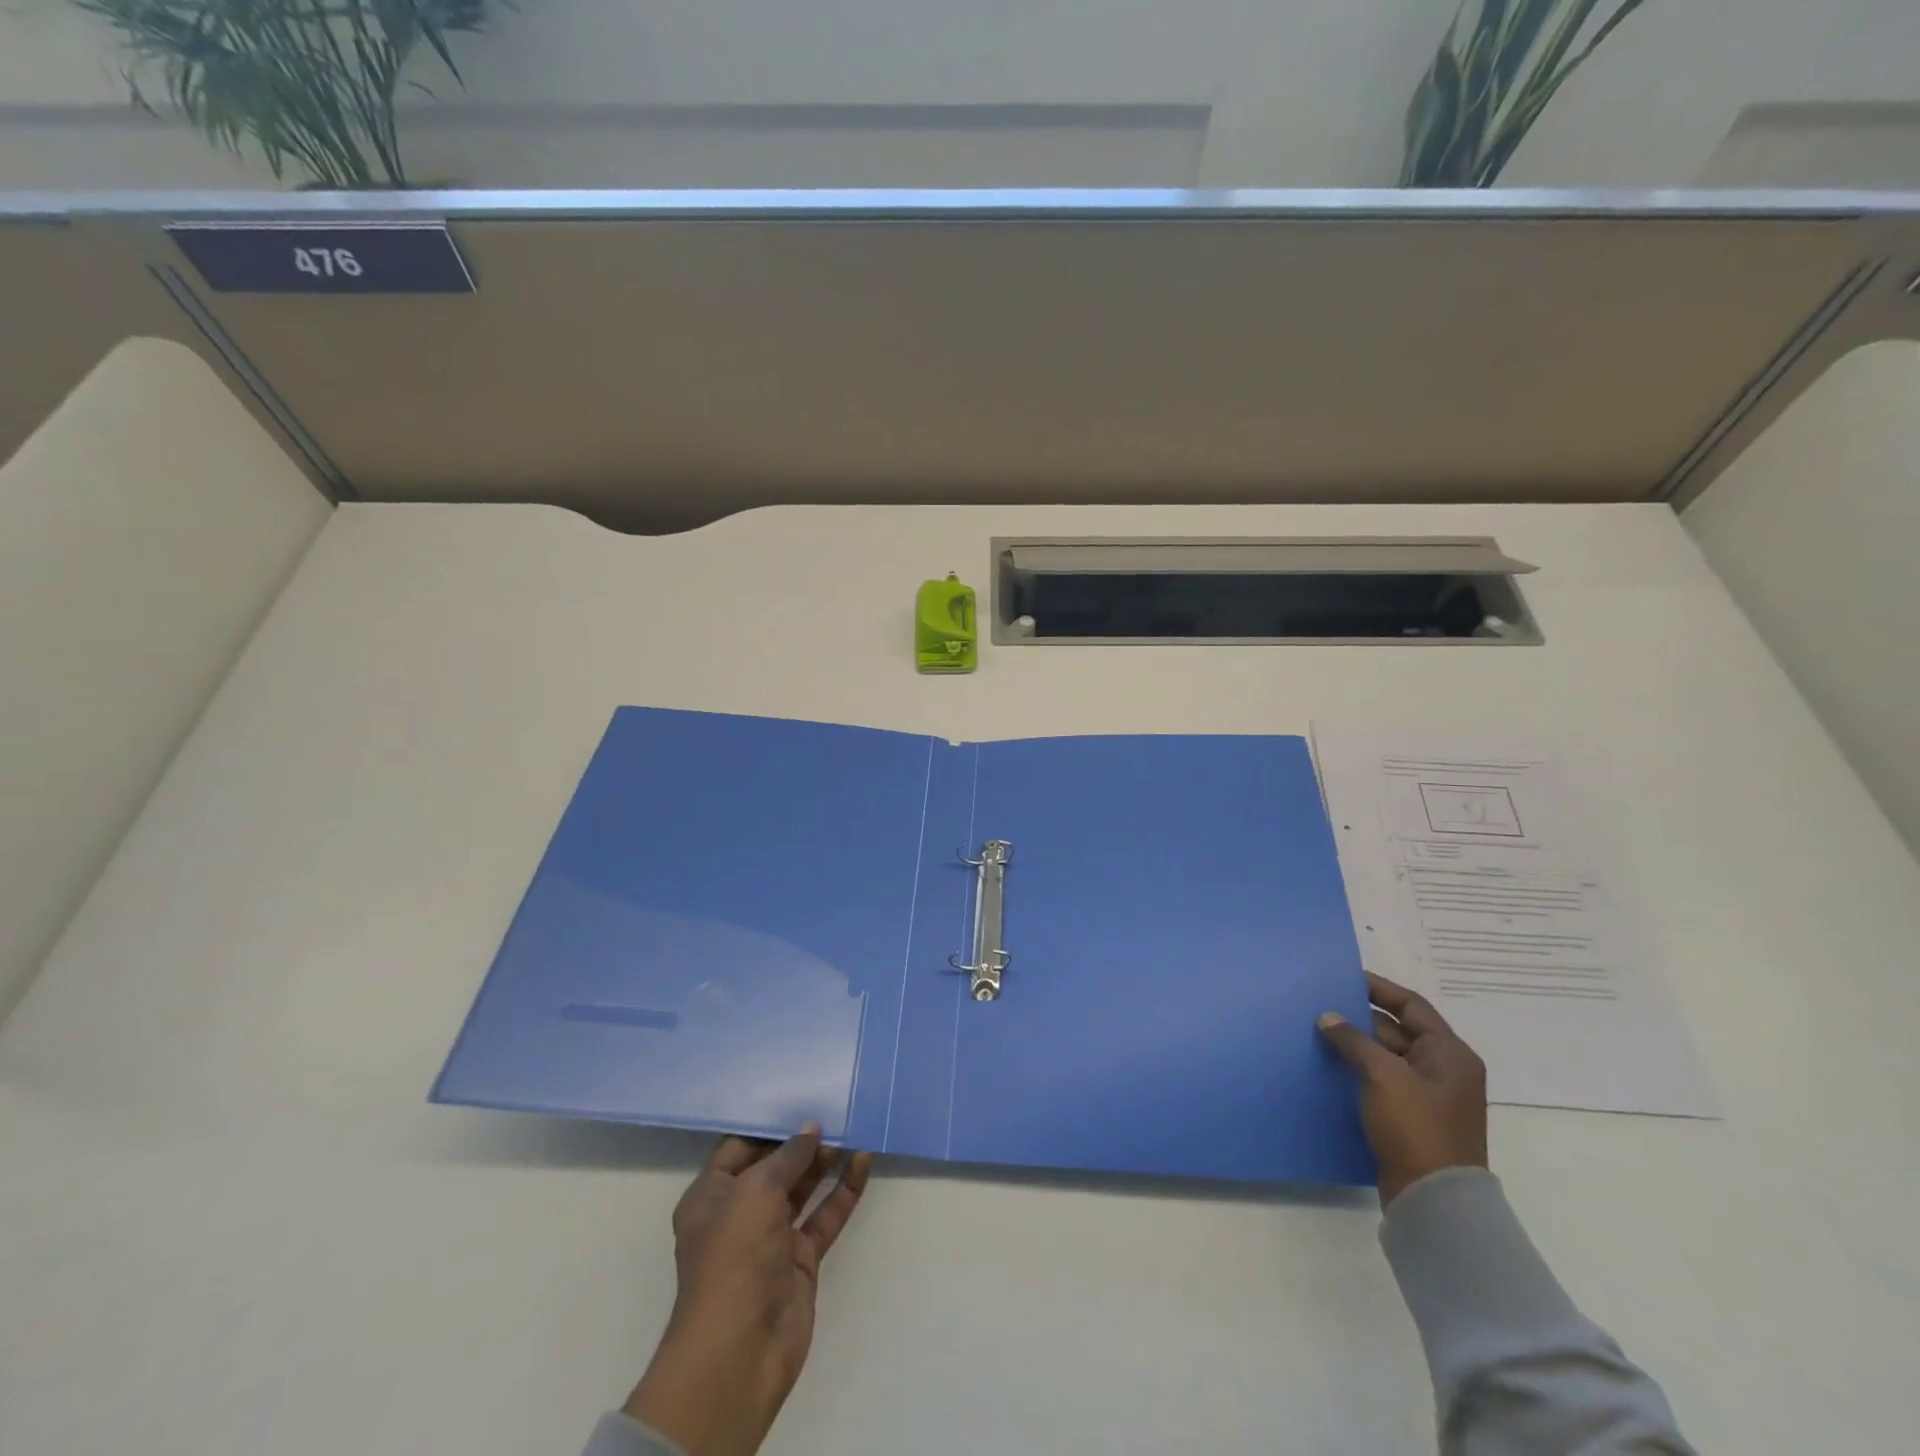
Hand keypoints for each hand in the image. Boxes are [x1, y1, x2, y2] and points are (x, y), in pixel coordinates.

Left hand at [624, 1126, 873, 1455]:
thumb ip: (787, 1156)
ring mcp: (771, 1238)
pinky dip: (844, 1190)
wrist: (740, 1350)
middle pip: (774, 1167)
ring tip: (853, 1128)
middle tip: (835, 1110)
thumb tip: (810, 1130)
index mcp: (710, 1196)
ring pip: (802, 1189)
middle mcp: (738, 1213)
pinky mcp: (800, 1261)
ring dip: (825, 1162)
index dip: (768, 1125)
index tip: (799, 1099)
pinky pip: (824, 1216)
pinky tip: (864, 1161)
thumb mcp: (756, 1190)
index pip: (738, 1147)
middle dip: (802, 1141)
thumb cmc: (734, 1255)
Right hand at [1317, 973, 1487, 1208]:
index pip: (1412, 1006)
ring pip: (1386, 1056)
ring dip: (1356, 1045)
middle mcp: (1444, 1070)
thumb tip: (1328, 1017)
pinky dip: (1358, 1070)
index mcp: (1450, 1054)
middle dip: (1360, 1018)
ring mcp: (1428, 1096)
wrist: (1433, 1200)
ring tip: (1317, 1031)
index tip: (1344, 977)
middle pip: (1398, 1030)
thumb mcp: (1383, 1075)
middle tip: (1321, 1004)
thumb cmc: (1416, 1126)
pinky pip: (1381, 1080)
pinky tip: (1329, 1066)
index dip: (1379, 989)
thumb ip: (1353, 1040)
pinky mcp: (1410, 1117)